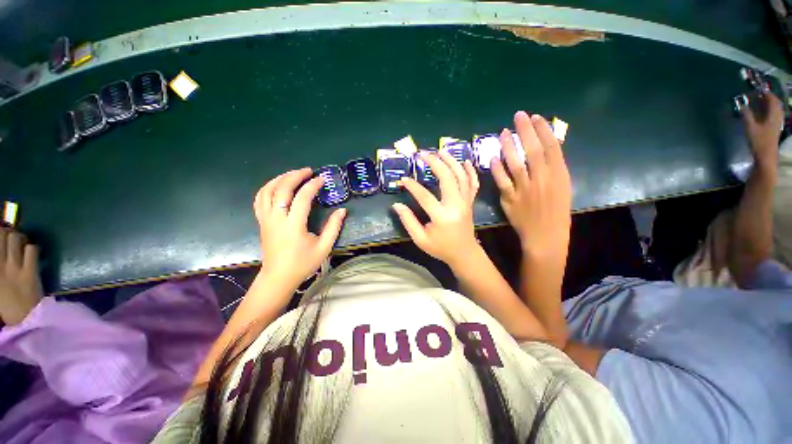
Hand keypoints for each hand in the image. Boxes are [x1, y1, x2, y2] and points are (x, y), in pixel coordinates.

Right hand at [0, 228, 42, 325]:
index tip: (0, 237)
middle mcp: (0, 265)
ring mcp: (15, 267)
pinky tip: (32, 253)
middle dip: (6, 232)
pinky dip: (32, 248)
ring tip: (20, 243)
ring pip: (15, 238)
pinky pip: (32, 249)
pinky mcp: (30, 271)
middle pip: (2, 235)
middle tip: (9, 238)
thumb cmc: (6, 307)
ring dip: (19, 238)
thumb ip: (0, 270)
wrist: (24, 321)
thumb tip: (4, 259)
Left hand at [254, 168, 346, 285]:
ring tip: (293, 174)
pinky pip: (260, 199)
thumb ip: (333, 227)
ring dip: (280, 178)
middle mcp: (276, 218)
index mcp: (293, 225)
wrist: (279, 277)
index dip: (312, 186)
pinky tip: (278, 185)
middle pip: (282, 189)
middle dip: (295, 176)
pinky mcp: (262, 221)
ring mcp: (266, 219)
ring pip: (267, 191)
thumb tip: (342, 210)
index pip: (302, 198)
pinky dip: (268, 187)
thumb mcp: (324, 247)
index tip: (322, 179)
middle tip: (308, 171)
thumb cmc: (303, 263)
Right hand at [392, 151, 479, 266]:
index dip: (413, 186)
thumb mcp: (420, 239)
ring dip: (452, 161)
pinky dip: (470, 171)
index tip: (403, 179)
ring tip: (441, 151)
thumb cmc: (441, 248)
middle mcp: (456, 205)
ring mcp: (465, 202)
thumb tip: (396, 205)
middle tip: (423, 154)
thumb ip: (408, 221)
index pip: (425, 196)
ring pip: (461, 177)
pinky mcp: (470, 202)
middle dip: (435, 163)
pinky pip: (473, 184)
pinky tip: (465, 161)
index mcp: (442, 217)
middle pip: (447, 178)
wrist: (464, 253)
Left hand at [492, 111, 571, 263]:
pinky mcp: (511, 199)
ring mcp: (525, 190)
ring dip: (509, 147)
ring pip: (516, 164)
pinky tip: (493, 158)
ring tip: (503, 133)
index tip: (535, 117)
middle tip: (518, 116)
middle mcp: (543, 180)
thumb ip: (553, 169)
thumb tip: (544, 149)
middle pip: (533, 151)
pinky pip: (503, 182)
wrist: (545, 236)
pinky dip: (497, 169)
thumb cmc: (555, 212)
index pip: (552, 147)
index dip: (543, 130)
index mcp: (559, 176)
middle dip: (526, 131)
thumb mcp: (562, 187)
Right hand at [742, 92, 783, 169]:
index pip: (772, 99)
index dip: (765, 93)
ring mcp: (777, 123)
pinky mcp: (775, 129)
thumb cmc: (758, 142)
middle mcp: (778, 117)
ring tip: (761, 103)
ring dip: (769, 105)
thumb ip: (746, 115)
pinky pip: (774, 115)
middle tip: (759, 95)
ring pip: (776, 109)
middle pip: (776, 104)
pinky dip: (769, 111)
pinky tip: (764, 113)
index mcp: (773, 114)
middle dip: (768, 98)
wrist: (766, 156)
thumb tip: (742, 105)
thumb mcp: (750, 128)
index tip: (757, 89)